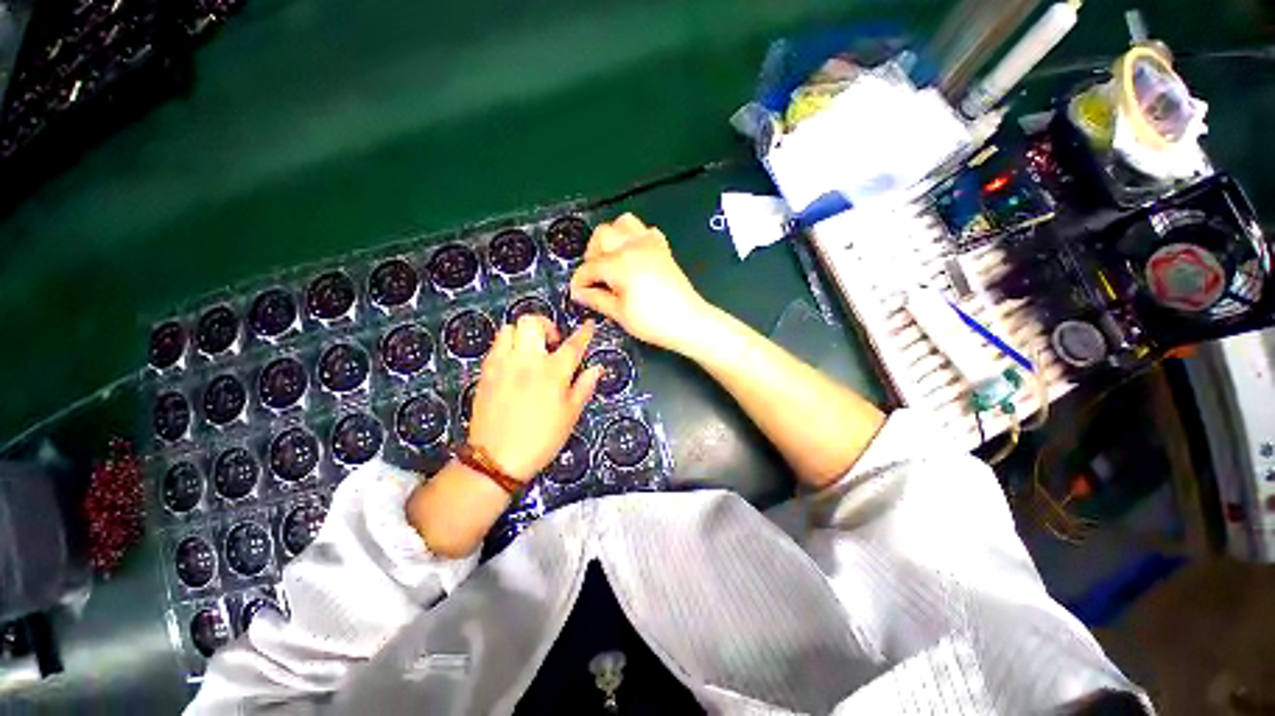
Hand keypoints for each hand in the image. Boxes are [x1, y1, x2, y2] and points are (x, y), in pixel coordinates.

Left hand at [467, 316, 600, 482]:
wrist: (496, 459)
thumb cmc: (541, 438)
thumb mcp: (570, 415)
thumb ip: (584, 387)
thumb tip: (596, 369)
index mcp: (553, 372)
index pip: (573, 344)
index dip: (584, 332)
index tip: (588, 325)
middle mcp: (527, 361)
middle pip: (533, 322)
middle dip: (546, 325)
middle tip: (552, 342)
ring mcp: (503, 364)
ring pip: (510, 328)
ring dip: (523, 334)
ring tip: (531, 351)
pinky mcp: (486, 372)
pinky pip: (496, 345)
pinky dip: (508, 346)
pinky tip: (514, 363)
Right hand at [569, 213, 713, 354]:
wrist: (689, 322)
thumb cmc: (653, 322)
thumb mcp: (619, 314)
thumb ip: (596, 298)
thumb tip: (578, 292)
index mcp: (620, 264)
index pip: (589, 267)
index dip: (579, 281)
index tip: (577, 293)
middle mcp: (633, 246)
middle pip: (602, 235)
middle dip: (592, 254)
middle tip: (594, 277)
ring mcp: (650, 244)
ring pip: (623, 223)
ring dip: (612, 238)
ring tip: (611, 260)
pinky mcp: (662, 248)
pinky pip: (644, 230)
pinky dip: (634, 238)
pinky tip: (633, 256)